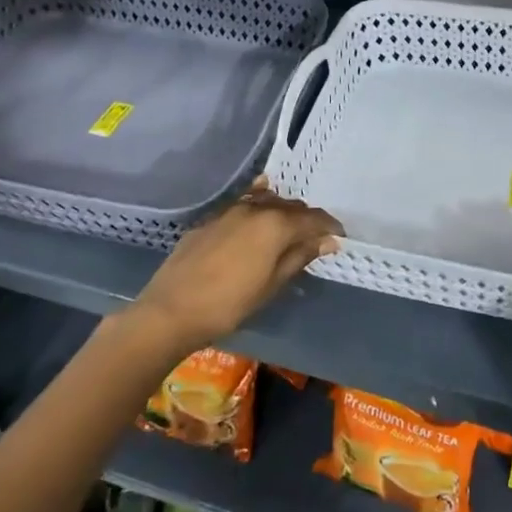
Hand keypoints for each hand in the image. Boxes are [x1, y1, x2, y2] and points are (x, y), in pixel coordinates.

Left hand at [119, 178, 341, 361]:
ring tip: (288, 230)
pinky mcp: (210, 219)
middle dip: (306, 220)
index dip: (330, 226)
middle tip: (315, 238)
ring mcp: (229, 210)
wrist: (171, 309)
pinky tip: (259, 213)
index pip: (313, 218)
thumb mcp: (272, 284)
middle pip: (290, 206)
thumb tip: (328, 240)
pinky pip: (242, 205)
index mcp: (276, 224)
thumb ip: (300, 256)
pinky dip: (257, 208)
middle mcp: (255, 208)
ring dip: (282, 212)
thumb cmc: (229, 303)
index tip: (339, 238)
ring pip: (266, 202)